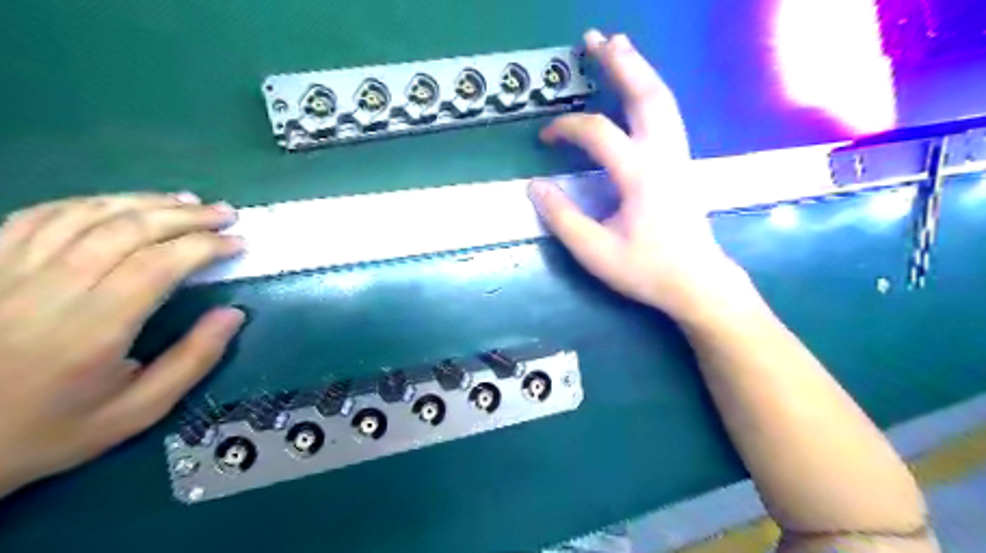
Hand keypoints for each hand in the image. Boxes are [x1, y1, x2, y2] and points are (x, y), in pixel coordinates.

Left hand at [1, 193, 243, 497]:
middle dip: (186, 216)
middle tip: (225, 214)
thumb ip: (193, 361)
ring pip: (86, 215)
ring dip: (144, 201)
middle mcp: (49, 290)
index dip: (206, 246)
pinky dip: (89, 203)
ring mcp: (7, 272)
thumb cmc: (50, 429)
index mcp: (92, 330)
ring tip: (186, 201)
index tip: (238, 243)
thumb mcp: (137, 411)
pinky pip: (38, 216)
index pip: (159, 265)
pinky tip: (119, 205)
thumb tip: (234, 314)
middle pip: (127, 230)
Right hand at [532, 31, 748, 322]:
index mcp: (640, 174)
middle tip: (595, 37)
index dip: (566, 128)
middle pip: (644, 95)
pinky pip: (666, 114)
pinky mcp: (681, 163)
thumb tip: (534, 186)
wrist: (696, 282)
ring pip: (661, 100)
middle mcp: (663, 155)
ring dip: (638, 70)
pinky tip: (639, 90)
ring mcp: (678, 156)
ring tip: (618, 47)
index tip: (543, 137)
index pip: (597, 132)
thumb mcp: (595, 251)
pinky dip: (650, 92)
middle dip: (619, 63)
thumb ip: (562, 218)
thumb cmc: (646, 270)